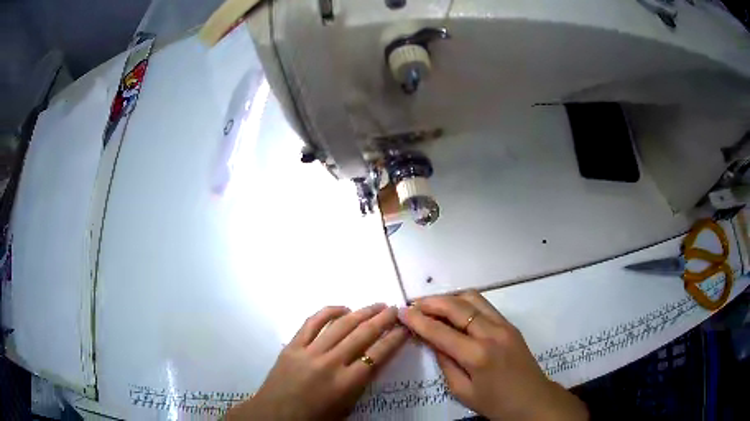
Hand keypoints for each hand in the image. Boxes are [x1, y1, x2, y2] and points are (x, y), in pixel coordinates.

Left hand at [228, 304, 408, 419]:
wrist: (275, 416)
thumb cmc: (315, 417)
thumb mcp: (346, 406)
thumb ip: (361, 383)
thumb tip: (374, 358)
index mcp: (346, 383)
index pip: (378, 354)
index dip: (394, 339)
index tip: (405, 328)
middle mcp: (330, 363)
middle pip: (362, 334)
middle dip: (383, 319)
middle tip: (395, 309)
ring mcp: (309, 352)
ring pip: (340, 325)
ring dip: (362, 312)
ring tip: (376, 305)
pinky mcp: (292, 346)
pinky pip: (312, 322)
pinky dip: (329, 311)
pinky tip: (342, 308)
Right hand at [400, 291, 587, 420]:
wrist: (533, 400)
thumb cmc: (495, 403)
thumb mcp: (463, 391)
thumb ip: (446, 364)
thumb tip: (432, 341)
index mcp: (477, 355)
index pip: (440, 331)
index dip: (418, 320)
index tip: (401, 311)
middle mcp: (491, 333)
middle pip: (456, 306)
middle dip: (431, 302)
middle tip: (413, 304)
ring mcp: (504, 325)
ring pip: (472, 298)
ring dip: (449, 298)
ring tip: (431, 305)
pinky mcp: (510, 324)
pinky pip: (484, 305)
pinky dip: (465, 302)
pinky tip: (454, 310)